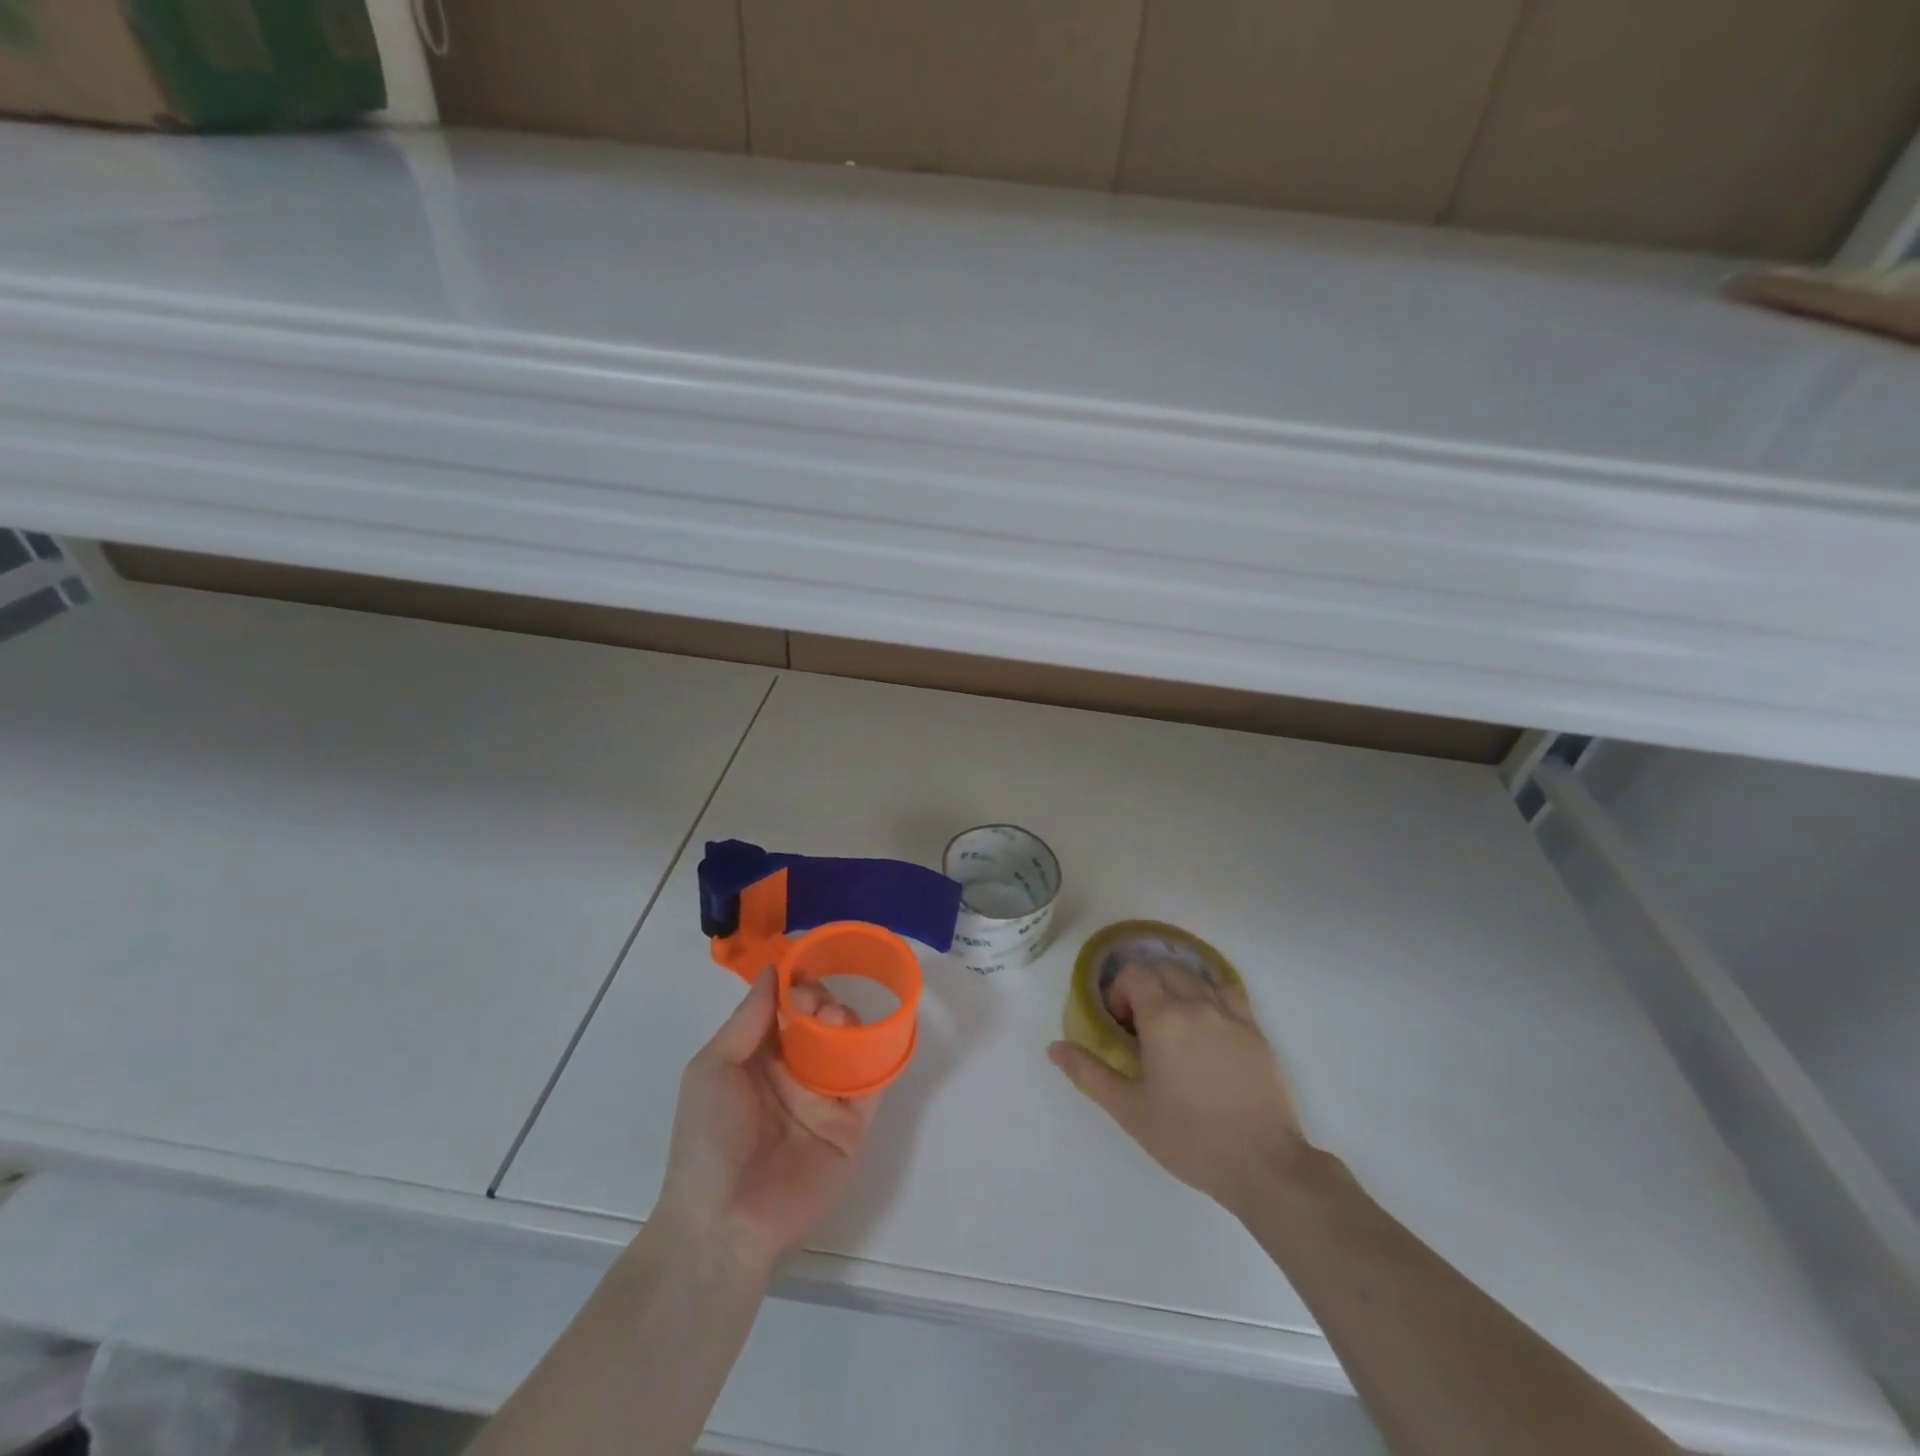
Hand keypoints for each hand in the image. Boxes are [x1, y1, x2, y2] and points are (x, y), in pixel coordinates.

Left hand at [655, 971, 880, 1275]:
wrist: (725, 1222)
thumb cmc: (708, 1138)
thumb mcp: (713, 1068)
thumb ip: (748, 1018)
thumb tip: (773, 969)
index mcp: (760, 1057)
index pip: (787, 1008)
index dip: (797, 986)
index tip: (802, 974)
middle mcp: (795, 1072)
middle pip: (821, 1020)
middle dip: (823, 1000)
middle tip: (816, 1004)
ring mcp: (826, 1097)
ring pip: (849, 1043)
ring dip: (848, 1022)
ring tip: (835, 1023)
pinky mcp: (852, 1123)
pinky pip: (873, 1081)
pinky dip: (881, 1054)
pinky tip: (874, 1037)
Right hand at [1048, 960, 1308, 1216]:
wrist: (1263, 1165)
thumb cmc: (1188, 1138)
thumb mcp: (1129, 1110)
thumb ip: (1089, 1073)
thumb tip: (1054, 1047)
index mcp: (1163, 1019)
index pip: (1135, 975)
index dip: (1119, 991)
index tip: (1119, 1025)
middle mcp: (1197, 1005)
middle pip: (1164, 969)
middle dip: (1145, 986)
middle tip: (1140, 1025)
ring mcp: (1230, 1015)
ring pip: (1196, 976)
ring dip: (1175, 986)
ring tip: (1172, 1022)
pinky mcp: (1256, 1031)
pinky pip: (1228, 991)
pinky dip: (1209, 993)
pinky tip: (1206, 1021)